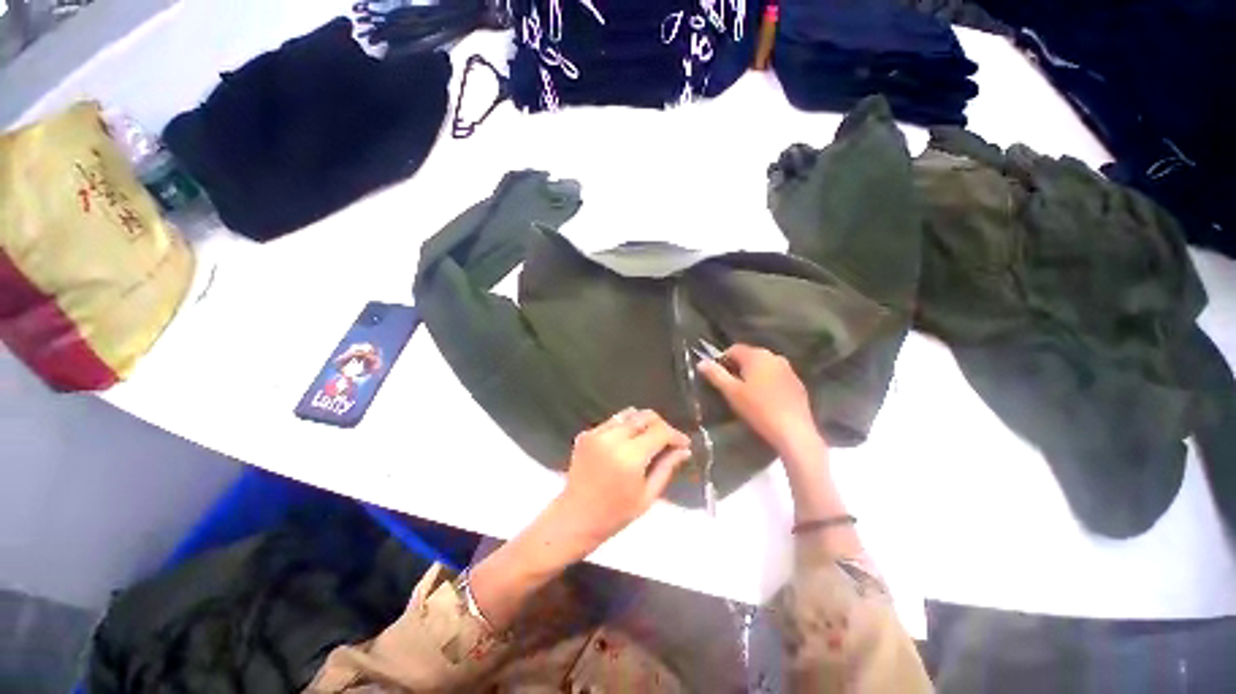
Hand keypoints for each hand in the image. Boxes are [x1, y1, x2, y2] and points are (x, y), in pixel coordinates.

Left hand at [559, 408, 691, 543]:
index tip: (684, 443)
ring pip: (628, 415)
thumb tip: (684, 449)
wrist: (575, 517)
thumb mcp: (647, 496)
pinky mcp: (586, 434)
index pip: (660, 432)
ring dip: (643, 423)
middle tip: (668, 440)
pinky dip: (625, 428)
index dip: (675, 435)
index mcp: (629, 457)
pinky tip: (627, 443)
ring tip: (649, 439)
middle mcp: (612, 439)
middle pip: (644, 416)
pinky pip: (612, 422)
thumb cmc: (615, 514)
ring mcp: (596, 434)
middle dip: (660, 425)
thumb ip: (666, 468)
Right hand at [699, 344, 823, 460]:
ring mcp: (789, 370)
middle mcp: (774, 357)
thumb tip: (701, 362)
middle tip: (730, 386)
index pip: (734, 349)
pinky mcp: (797, 384)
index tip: (717, 376)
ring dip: (753, 375)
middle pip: (750, 356)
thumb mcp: (731, 392)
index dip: (722, 359)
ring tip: (747, 394)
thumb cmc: (758, 408)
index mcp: (757, 355)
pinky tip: (765, 400)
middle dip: (738, 367)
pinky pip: (776, 377)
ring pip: (764, 367)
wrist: (793, 430)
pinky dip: (768, 383)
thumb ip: (715, 374)